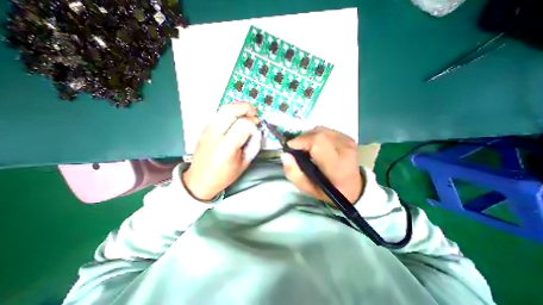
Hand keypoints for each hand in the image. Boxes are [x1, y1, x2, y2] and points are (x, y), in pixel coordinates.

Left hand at [181, 104, 259, 201]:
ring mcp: (207, 129)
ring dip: (238, 109)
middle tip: (254, 113)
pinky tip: (237, 121)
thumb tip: (257, 130)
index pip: (243, 125)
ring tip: (247, 116)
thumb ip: (253, 146)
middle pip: (230, 110)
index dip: (253, 123)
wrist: (198, 180)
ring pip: (224, 109)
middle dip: (245, 108)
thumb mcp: (243, 164)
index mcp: (226, 148)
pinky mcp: (205, 128)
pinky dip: (231, 113)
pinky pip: (220, 114)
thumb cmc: (223, 176)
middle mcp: (214, 135)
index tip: (258, 126)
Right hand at [280, 127, 363, 202]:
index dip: (301, 141)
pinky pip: (326, 130)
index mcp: (337, 166)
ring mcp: (348, 142)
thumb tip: (285, 154)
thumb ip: (293, 173)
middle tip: (298, 149)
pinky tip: (317, 146)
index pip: (318, 142)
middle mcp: (345, 150)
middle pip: (318, 133)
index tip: (291, 147)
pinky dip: (317, 136)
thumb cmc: (328, 190)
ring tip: (307, 148)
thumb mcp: (307, 188)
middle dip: (303, 138)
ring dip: (310, 137)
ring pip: (321, 130)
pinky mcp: (348, 137)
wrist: (353, 187)